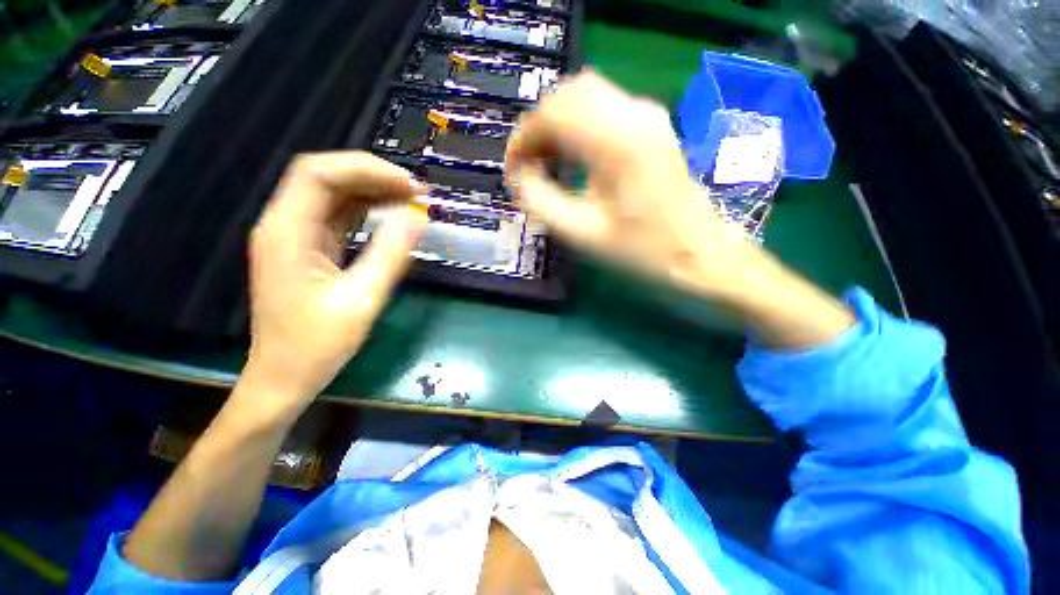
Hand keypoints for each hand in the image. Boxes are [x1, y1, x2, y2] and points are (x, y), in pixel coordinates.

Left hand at [241, 152, 426, 418]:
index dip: (367, 169)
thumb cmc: (317, 345)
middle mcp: (284, 225)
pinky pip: (337, 216)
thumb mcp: (362, 299)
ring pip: (333, 195)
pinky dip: (366, 211)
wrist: (284, 377)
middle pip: (325, 177)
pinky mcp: (307, 248)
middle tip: (416, 192)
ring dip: (372, 192)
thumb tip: (417, 217)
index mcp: (287, 232)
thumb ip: (390, 254)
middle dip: (373, 177)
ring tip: (411, 201)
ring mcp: (294, 236)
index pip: (319, 173)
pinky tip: (391, 216)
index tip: (409, 185)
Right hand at [506, 71, 756, 298]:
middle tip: (526, 166)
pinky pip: (603, 109)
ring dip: (556, 125)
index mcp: (616, 143)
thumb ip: (540, 202)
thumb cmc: (643, 250)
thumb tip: (518, 177)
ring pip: (584, 97)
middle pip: (567, 96)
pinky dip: (577, 126)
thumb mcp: (582, 233)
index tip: (511, 169)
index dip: (522, 139)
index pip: (552, 114)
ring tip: (543, 162)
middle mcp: (634, 115)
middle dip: (537, 128)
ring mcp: (647, 116)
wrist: (699, 253)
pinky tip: (569, 156)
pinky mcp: (651, 126)